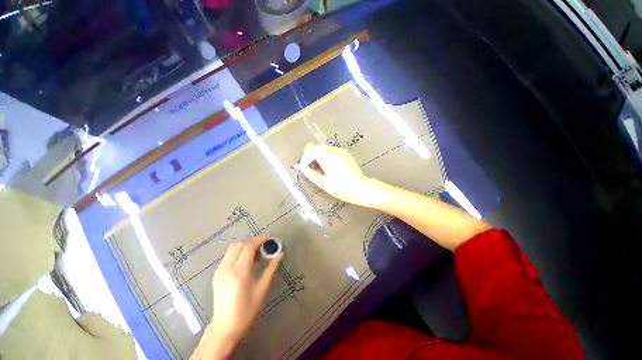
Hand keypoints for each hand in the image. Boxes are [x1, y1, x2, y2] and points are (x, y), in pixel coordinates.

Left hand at [194, 235, 282, 358]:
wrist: (225, 327)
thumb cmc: (247, 311)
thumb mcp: (262, 289)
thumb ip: (271, 268)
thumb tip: (280, 254)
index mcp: (239, 273)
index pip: (249, 247)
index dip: (260, 239)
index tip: (270, 237)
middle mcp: (227, 268)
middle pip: (240, 244)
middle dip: (253, 242)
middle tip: (264, 247)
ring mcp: (219, 271)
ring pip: (232, 248)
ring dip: (245, 246)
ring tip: (255, 253)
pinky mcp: (216, 274)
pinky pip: (228, 255)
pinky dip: (238, 252)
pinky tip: (245, 261)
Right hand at [293, 143, 382, 206]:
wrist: (361, 188)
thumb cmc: (341, 188)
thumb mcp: (323, 182)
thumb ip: (310, 173)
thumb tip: (299, 166)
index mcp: (328, 157)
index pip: (311, 148)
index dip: (305, 156)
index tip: (305, 166)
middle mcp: (334, 150)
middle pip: (317, 147)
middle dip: (311, 156)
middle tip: (312, 169)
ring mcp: (341, 151)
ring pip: (324, 149)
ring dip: (319, 157)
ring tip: (322, 170)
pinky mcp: (345, 154)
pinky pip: (331, 152)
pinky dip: (326, 157)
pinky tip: (330, 168)